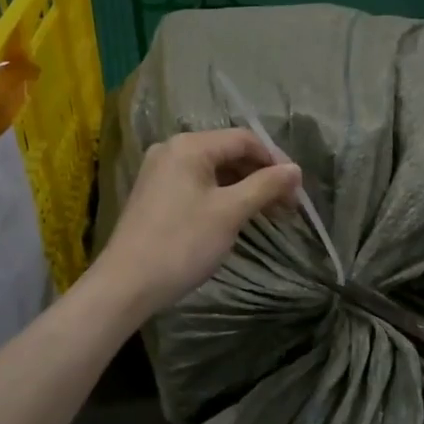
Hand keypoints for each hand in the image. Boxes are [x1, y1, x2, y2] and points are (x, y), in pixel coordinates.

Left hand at [93, 128, 302, 315]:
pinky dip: (221, 195)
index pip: (243, 139)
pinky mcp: (154, 194)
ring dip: (243, 187)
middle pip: (227, 152)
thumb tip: (295, 169)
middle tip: (287, 205)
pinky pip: (196, 184)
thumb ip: (265, 186)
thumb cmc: (182, 243)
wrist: (126, 284)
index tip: (297, 189)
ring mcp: (159, 172)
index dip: (274, 160)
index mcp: (189, 146)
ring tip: (268, 213)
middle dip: (260, 175)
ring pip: (213, 170)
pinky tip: (237, 216)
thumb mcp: (230, 213)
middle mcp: (172, 149)